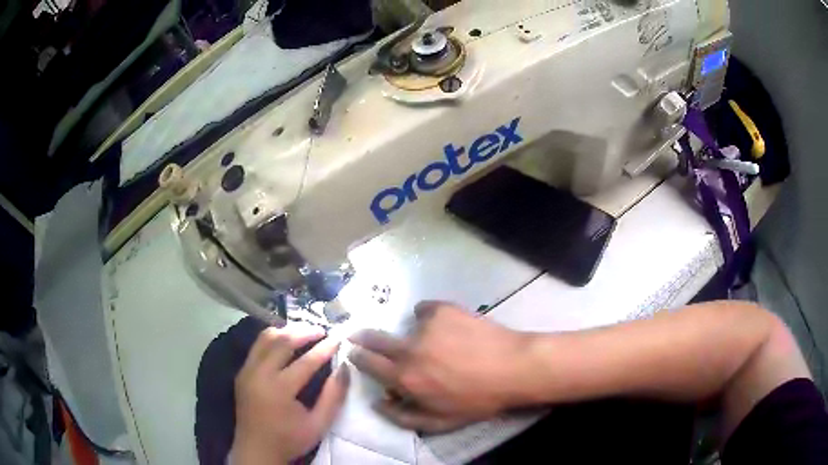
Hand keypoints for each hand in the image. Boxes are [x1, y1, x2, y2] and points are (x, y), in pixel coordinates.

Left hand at [230, 325, 349, 464]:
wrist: (256, 450)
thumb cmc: (289, 440)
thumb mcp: (318, 425)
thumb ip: (333, 397)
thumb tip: (344, 368)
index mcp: (279, 389)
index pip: (306, 361)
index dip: (325, 348)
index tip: (339, 339)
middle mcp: (259, 374)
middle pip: (282, 341)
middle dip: (304, 332)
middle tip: (322, 330)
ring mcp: (247, 370)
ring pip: (265, 338)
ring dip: (286, 331)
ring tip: (304, 332)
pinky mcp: (241, 372)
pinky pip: (257, 346)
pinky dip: (272, 339)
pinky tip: (285, 341)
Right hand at [348, 301, 532, 432]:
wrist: (513, 368)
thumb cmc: (478, 400)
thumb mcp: (441, 421)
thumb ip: (403, 417)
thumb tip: (378, 402)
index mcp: (406, 378)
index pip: (367, 362)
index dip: (357, 356)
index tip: (355, 352)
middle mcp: (409, 349)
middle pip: (373, 338)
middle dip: (363, 338)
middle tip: (362, 336)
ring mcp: (426, 326)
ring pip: (405, 327)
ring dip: (411, 334)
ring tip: (436, 341)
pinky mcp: (443, 309)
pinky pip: (425, 310)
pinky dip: (429, 317)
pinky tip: (447, 326)